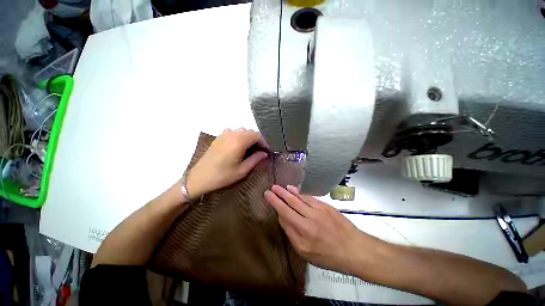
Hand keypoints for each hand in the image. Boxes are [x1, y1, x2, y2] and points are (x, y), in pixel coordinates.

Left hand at [186, 128, 267, 199]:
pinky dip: (239, 136)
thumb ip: (255, 159)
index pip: (257, 136)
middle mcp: (233, 134)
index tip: (266, 152)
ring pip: (242, 131)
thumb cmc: (222, 176)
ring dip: (248, 138)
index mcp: (239, 141)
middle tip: (259, 152)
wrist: (200, 177)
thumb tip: (265, 153)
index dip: (264, 143)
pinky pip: (233, 132)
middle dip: (257, 140)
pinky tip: (237, 146)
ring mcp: (224, 134)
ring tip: (249, 149)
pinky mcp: (219, 137)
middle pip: (250, 132)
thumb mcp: (242, 170)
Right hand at [265, 185, 367, 275]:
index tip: (268, 197)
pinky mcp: (325, 207)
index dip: (276, 206)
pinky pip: (308, 198)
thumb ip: (292, 234)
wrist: (354, 249)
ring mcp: (317, 214)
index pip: (284, 218)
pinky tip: (293, 189)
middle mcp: (308, 224)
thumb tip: (283, 217)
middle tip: (270, 189)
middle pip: (289, 207)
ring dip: (287, 192)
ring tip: (278, 187)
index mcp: (302, 239)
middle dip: (278, 196)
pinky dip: (299, 193)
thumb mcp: (307, 253)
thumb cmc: (329, 256)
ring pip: (298, 200)